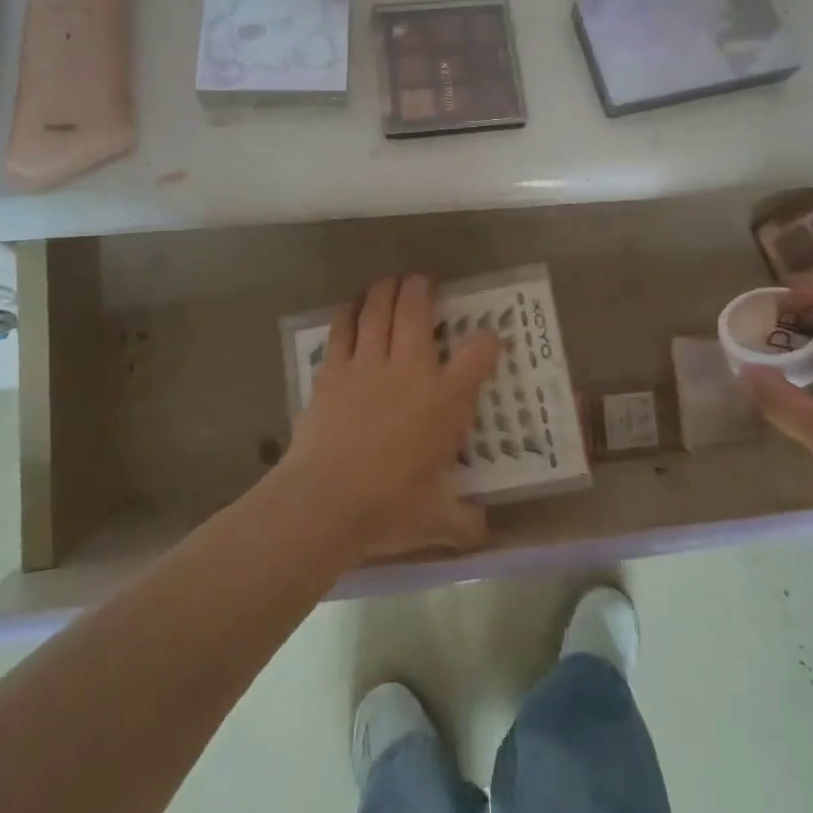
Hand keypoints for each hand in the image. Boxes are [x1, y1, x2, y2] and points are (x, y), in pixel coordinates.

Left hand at [282, 274, 500, 563]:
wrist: (323, 504)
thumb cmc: (388, 509)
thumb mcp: (435, 521)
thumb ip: (464, 521)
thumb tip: (483, 530)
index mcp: (445, 401)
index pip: (478, 355)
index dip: (487, 341)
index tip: (489, 338)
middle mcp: (410, 370)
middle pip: (417, 311)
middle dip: (422, 289)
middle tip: (422, 281)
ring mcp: (368, 365)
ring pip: (378, 310)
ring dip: (385, 290)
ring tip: (389, 283)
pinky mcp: (332, 371)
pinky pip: (343, 329)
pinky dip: (349, 313)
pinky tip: (352, 307)